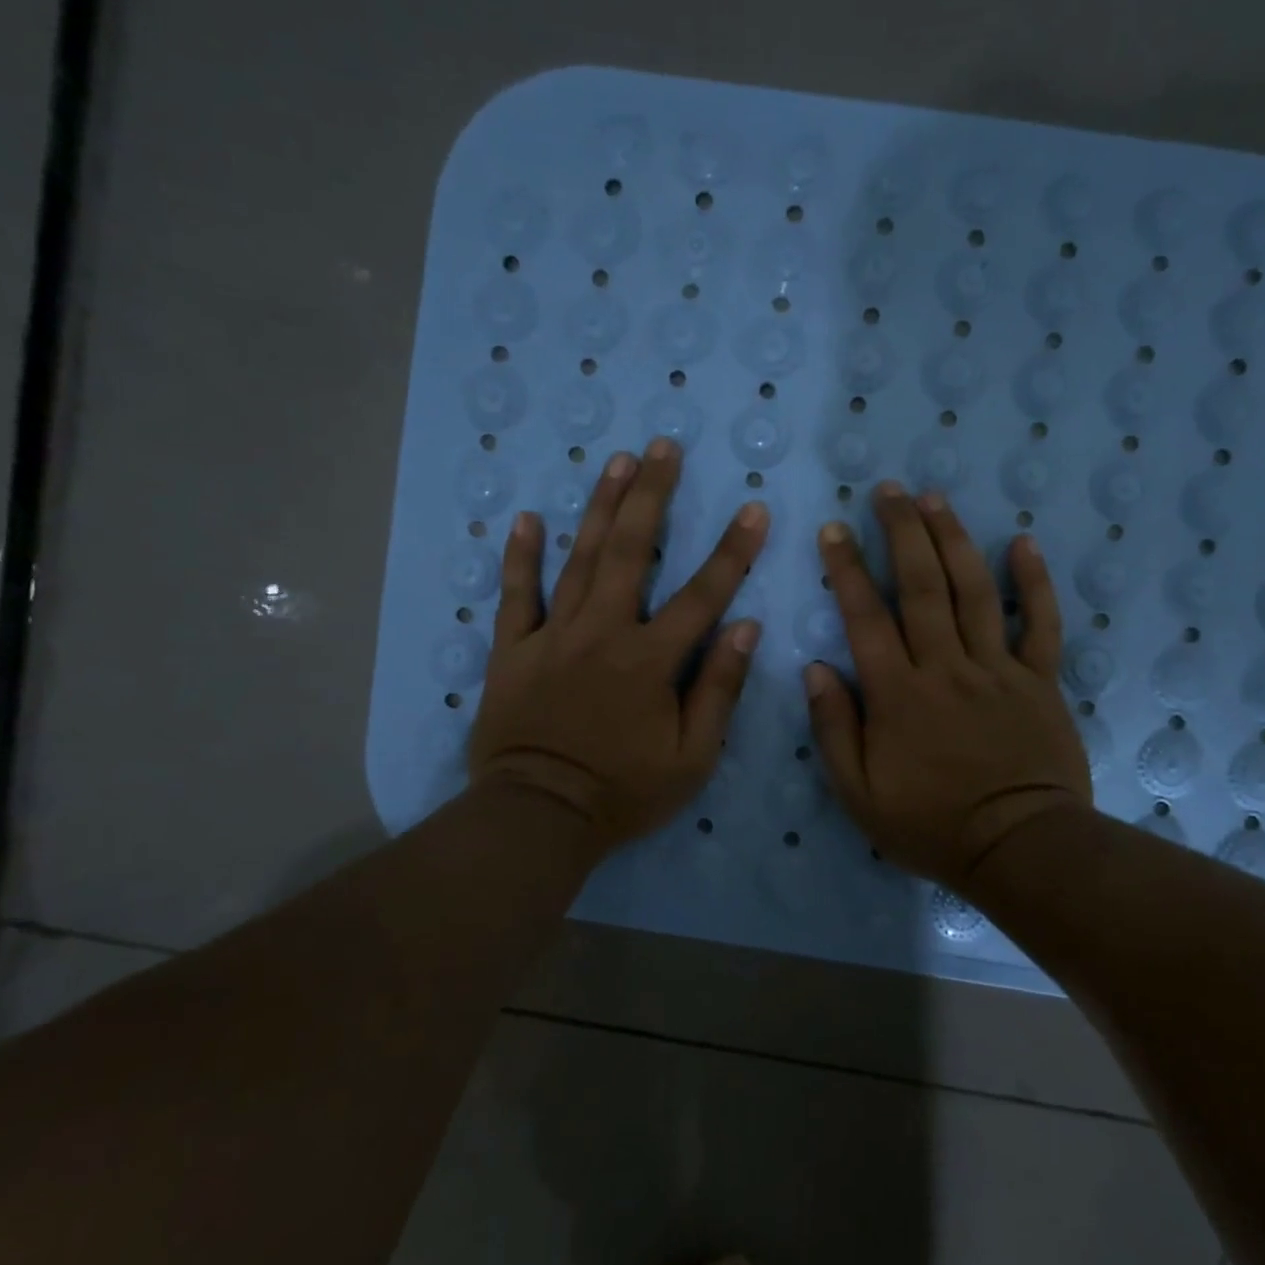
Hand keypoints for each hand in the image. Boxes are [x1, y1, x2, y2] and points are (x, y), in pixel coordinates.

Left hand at [468, 438, 768, 855]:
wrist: (539, 816)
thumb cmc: (624, 792)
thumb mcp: (692, 757)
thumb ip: (719, 689)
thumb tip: (746, 629)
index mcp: (650, 660)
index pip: (703, 595)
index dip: (732, 551)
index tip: (752, 508)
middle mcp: (603, 632)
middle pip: (630, 551)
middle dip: (652, 495)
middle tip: (663, 447)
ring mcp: (553, 636)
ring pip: (579, 559)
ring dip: (599, 507)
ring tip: (617, 461)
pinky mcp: (512, 651)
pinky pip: (516, 596)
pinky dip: (520, 557)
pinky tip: (526, 518)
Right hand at [804, 483, 1091, 892]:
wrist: (1018, 849)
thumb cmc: (931, 826)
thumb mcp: (859, 794)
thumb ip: (834, 729)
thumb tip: (815, 669)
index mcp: (898, 694)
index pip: (865, 617)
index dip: (847, 569)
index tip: (834, 529)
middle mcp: (945, 667)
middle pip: (921, 586)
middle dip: (901, 532)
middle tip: (888, 491)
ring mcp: (997, 669)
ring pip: (973, 591)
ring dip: (953, 540)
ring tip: (935, 499)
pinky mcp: (1039, 680)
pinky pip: (1040, 624)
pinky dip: (1033, 582)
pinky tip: (1023, 542)